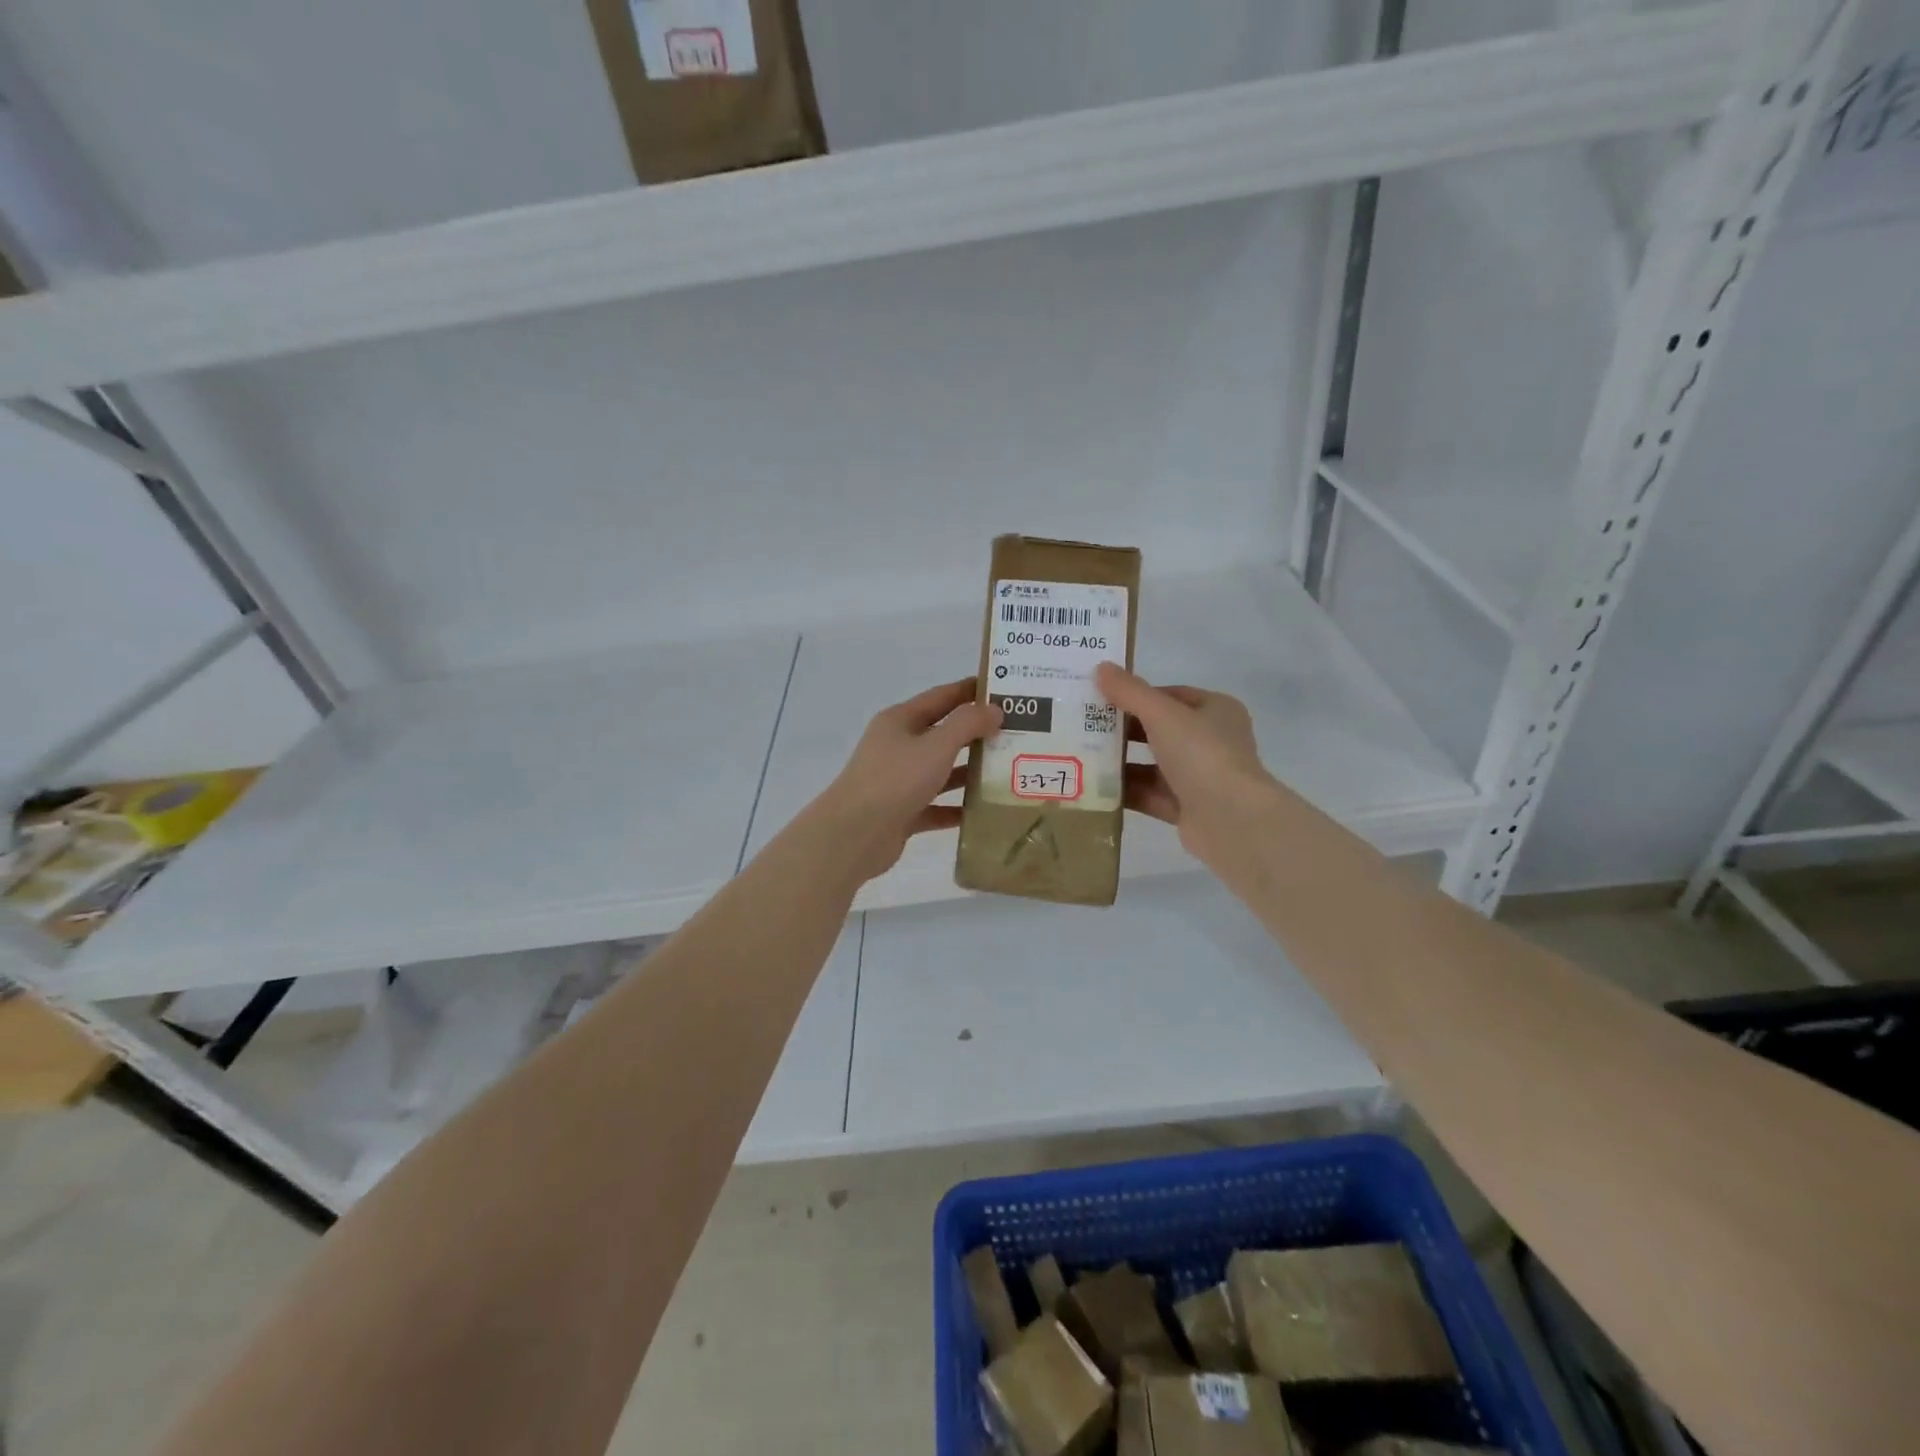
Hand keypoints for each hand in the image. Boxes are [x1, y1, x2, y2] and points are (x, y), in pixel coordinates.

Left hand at [811, 678, 1001, 882]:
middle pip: (943, 734)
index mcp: (901, 721)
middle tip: (1017, 733)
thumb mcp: (936, 745)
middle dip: (977, 733)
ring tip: (1009, 771)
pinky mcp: (902, 812)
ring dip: (970, 772)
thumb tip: (994, 709)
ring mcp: (899, 780)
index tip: (1004, 689)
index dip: (971, 690)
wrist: (855, 835)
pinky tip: (985, 811)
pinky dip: (957, 808)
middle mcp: (898, 746)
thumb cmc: (896, 779)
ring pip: (941, 771)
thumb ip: (967, 724)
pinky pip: (936, 806)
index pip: (942, 697)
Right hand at [1094, 663, 1276, 868]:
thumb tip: (1100, 667)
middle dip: (1124, 730)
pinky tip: (1093, 788)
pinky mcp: (1187, 808)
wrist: (1230, 819)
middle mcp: (1211, 742)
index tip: (1102, 698)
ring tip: (1081, 756)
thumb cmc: (1202, 754)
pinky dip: (1126, 791)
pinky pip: (1150, 795)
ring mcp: (1200, 777)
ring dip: (1121, 762)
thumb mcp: (1163, 714)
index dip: (1138, 695)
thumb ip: (1131, 692)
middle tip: (1084, 727)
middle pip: (1159, 731)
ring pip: (1152, 765)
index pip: (1171, 696)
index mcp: (1216, 711)